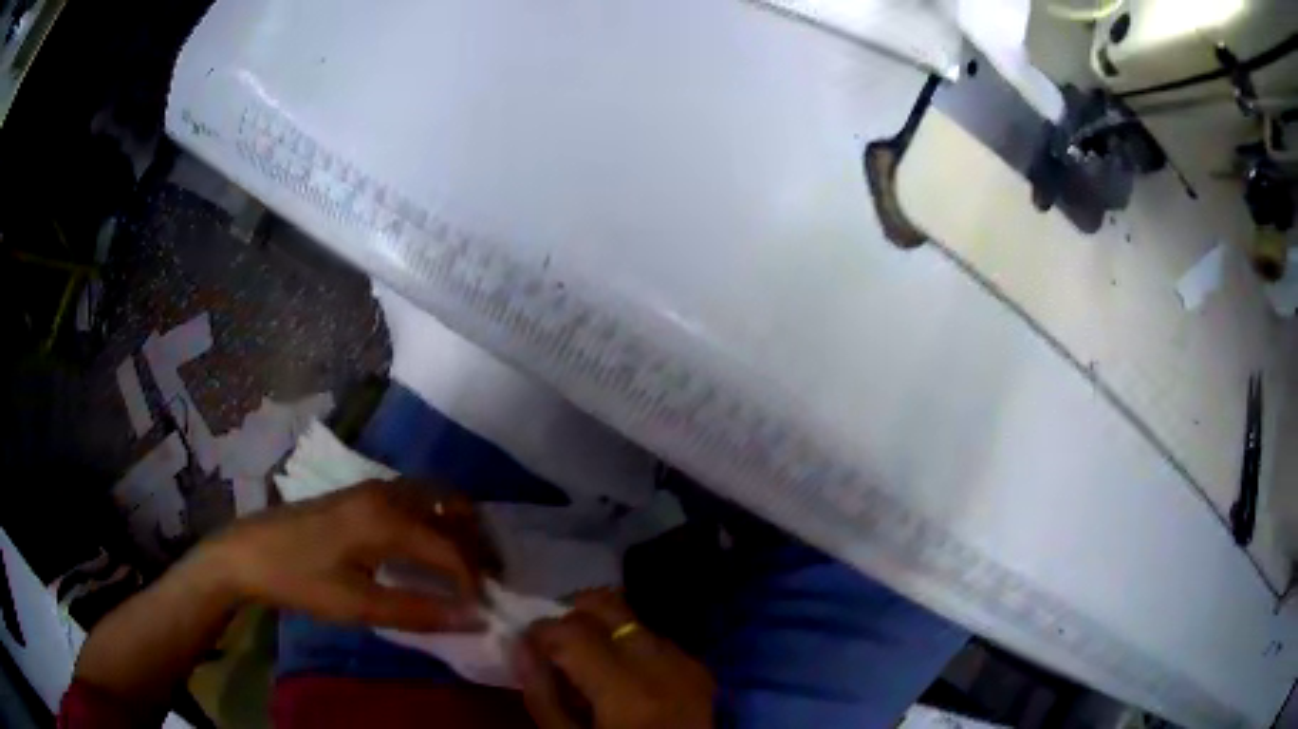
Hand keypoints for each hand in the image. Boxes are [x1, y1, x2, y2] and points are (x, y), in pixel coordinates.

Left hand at [199, 479, 490, 631]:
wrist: (248, 552)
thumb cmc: (300, 579)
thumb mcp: (357, 605)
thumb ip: (417, 610)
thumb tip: (472, 618)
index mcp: (386, 517)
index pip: (450, 546)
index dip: (474, 580)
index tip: (483, 610)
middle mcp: (386, 492)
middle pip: (451, 507)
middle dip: (476, 544)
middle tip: (486, 582)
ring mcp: (372, 488)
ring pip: (434, 498)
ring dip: (456, 529)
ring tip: (465, 569)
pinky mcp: (361, 495)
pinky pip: (415, 499)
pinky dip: (435, 522)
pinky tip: (429, 551)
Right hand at [516, 588, 714, 728]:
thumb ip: (542, 694)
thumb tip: (521, 645)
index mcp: (628, 692)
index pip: (574, 631)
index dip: (541, 631)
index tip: (527, 644)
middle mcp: (665, 666)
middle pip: (610, 605)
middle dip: (572, 614)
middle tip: (554, 640)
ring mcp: (689, 664)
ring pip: (634, 617)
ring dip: (602, 627)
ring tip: (585, 658)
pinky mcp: (701, 669)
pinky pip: (656, 638)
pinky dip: (630, 642)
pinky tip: (618, 672)